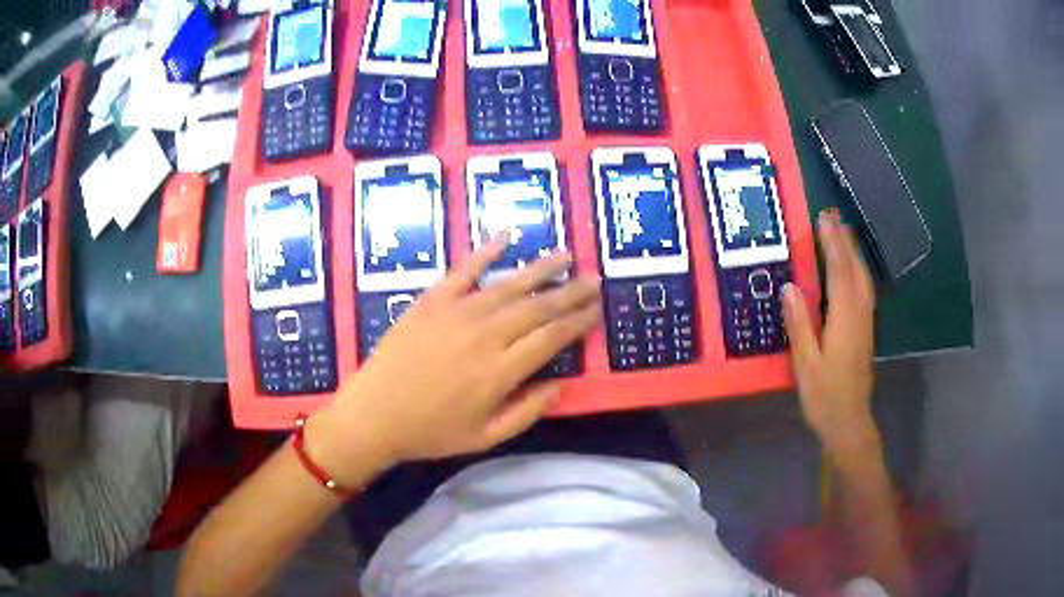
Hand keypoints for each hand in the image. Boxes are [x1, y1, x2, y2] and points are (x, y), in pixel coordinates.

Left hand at [310, 240, 600, 480]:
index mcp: (500, 371)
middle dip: (570, 292)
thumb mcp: (486, 437)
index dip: (577, 322)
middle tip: (594, 279)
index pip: (551, 338)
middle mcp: (485, 335)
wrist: (373, 415)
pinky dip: (486, 252)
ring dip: (541, 268)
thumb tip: (562, 384)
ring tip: (566, 255)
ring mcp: (457, 312)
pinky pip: (463, 270)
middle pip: (538, 307)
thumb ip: (528, 411)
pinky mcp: (432, 300)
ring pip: (509, 284)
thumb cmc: (431, 432)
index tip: (596, 310)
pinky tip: (506, 236)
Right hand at [782, 209, 878, 458]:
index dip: (831, 244)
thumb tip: (789, 287)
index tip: (823, 219)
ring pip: (862, 278)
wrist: (849, 421)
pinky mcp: (865, 330)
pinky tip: (850, 268)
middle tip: (831, 216)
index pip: (839, 273)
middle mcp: (859, 315)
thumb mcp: (805, 365)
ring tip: (841, 232)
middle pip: (854, 270)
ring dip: (852, 253)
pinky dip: (856, 270)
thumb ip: (798, 326)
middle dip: (844, 241)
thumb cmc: (824, 396)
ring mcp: (865, 322)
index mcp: (844, 320)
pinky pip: (863, 289)